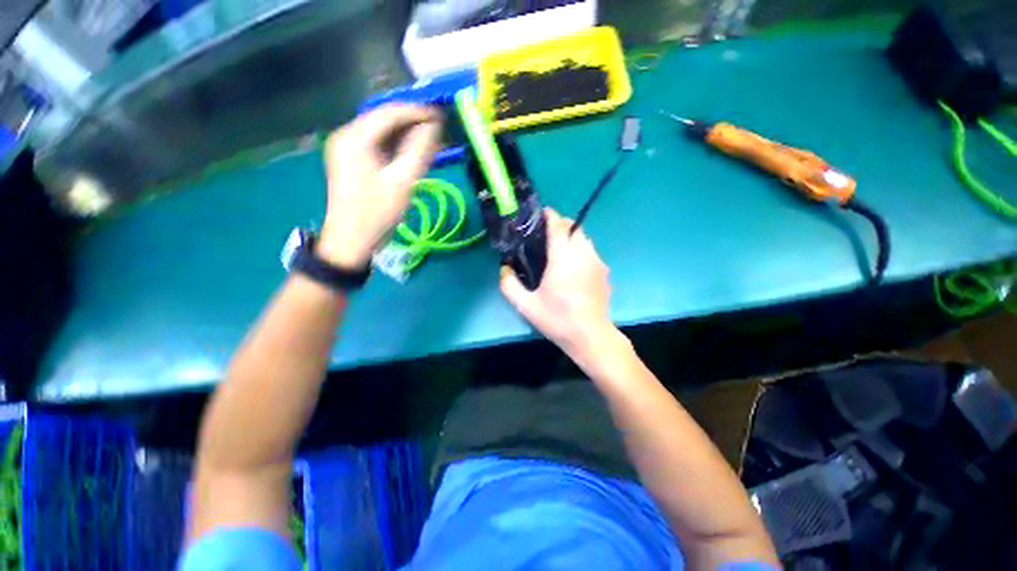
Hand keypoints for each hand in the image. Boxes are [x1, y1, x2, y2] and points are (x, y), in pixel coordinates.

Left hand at [318, 104, 442, 267]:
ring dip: (405, 134)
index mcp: (355, 137)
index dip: (417, 112)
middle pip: (383, 119)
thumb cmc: (377, 212)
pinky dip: (395, 146)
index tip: (441, 115)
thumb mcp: (403, 182)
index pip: (390, 113)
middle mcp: (346, 135)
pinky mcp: (350, 160)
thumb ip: (419, 150)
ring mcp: (346, 147)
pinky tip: (410, 152)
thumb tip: (435, 125)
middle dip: (411, 122)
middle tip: (438, 129)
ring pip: (380, 132)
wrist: (351, 240)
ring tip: (429, 140)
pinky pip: (376, 144)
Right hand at [500, 209, 616, 354]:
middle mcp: (583, 255)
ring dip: (571, 237)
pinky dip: (580, 250)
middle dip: (560, 225)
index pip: (558, 226)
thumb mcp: (526, 306)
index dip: (550, 215)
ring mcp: (597, 262)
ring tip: (559, 252)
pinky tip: (573, 268)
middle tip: (545, 236)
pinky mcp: (604, 272)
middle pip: (574, 227)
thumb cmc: (558, 320)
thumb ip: (509, 285)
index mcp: (563, 259)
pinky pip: (591, 252)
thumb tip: (504, 268)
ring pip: (584, 238)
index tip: (541, 214)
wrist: (591, 336)